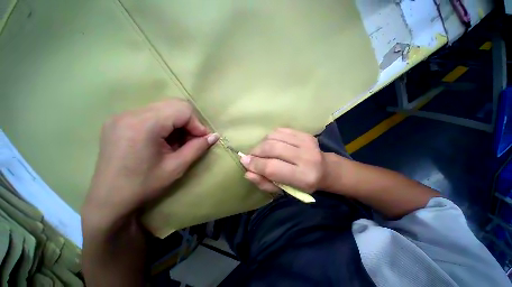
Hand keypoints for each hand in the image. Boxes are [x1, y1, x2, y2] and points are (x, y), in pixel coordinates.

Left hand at [82, 99, 218, 228]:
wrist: (108, 200)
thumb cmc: (143, 186)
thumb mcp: (176, 167)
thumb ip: (198, 147)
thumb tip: (215, 136)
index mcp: (143, 124)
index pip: (182, 110)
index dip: (197, 124)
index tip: (202, 140)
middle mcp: (130, 114)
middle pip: (173, 105)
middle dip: (188, 122)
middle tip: (191, 140)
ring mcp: (122, 116)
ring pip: (163, 108)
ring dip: (177, 124)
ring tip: (177, 142)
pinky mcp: (119, 121)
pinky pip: (151, 114)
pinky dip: (164, 125)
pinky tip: (163, 141)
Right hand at [240, 128, 324, 192]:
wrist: (325, 169)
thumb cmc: (303, 184)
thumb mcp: (284, 190)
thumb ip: (265, 183)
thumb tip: (247, 172)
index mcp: (303, 177)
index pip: (272, 168)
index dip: (255, 164)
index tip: (244, 162)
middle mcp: (306, 157)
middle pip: (271, 148)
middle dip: (256, 152)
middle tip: (251, 156)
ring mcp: (306, 142)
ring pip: (273, 137)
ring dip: (261, 144)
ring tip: (260, 151)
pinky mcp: (304, 133)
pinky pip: (279, 130)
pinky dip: (270, 137)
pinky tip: (270, 143)